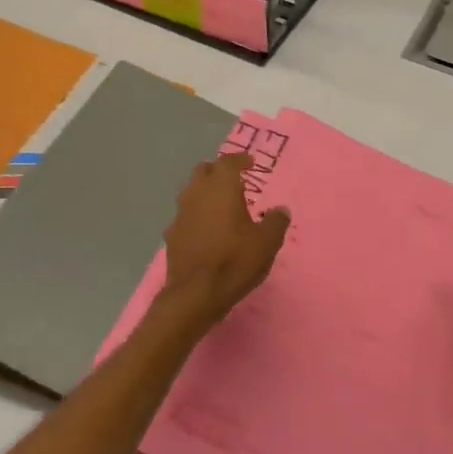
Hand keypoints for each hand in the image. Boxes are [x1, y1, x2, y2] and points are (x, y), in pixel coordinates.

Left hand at [159, 152, 290, 328]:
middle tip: (234, 182)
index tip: (250, 163)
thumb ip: (276, 221)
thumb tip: (281, 210)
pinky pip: (185, 216)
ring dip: (205, 193)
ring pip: (191, 192)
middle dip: (218, 172)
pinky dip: (196, 216)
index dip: (240, 160)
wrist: (196, 293)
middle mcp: (196, 193)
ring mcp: (180, 214)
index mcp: (221, 187)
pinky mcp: (171, 235)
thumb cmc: (236, 260)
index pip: (228, 161)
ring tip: (221, 206)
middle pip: (204, 171)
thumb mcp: (267, 242)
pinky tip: (206, 231)